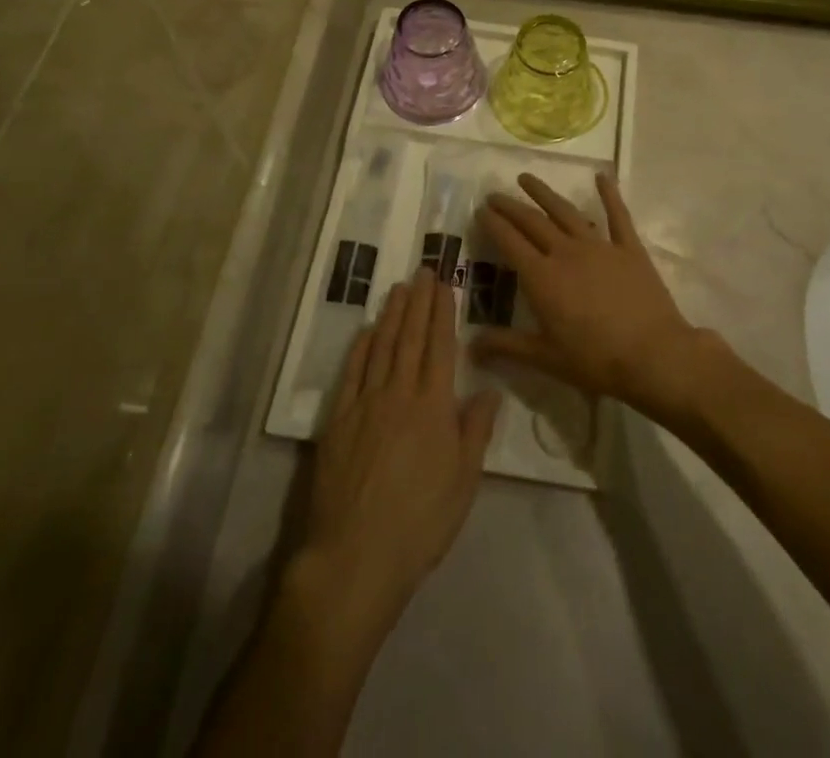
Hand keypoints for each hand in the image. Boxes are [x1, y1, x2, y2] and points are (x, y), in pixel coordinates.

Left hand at [293, 267, 500, 642]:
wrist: (355, 557)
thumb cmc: (420, 523)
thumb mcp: (463, 483)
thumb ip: (476, 432)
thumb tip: (491, 391)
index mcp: (433, 406)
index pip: (441, 347)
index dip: (443, 313)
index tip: (444, 285)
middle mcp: (399, 394)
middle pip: (410, 338)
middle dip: (418, 302)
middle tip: (422, 271)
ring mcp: (365, 404)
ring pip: (381, 347)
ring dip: (391, 315)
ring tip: (398, 288)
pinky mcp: (338, 420)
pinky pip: (352, 372)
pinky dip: (360, 347)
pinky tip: (366, 330)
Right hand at [473, 172, 707, 417]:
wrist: (653, 355)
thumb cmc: (595, 361)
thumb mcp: (545, 358)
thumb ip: (506, 346)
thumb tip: (470, 346)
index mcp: (542, 277)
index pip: (510, 242)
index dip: (493, 224)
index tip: (480, 210)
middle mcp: (566, 252)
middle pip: (532, 222)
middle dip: (510, 206)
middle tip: (494, 195)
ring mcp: (599, 246)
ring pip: (566, 211)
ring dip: (544, 193)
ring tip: (526, 178)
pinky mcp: (629, 248)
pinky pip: (617, 215)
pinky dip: (609, 194)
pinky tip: (601, 176)